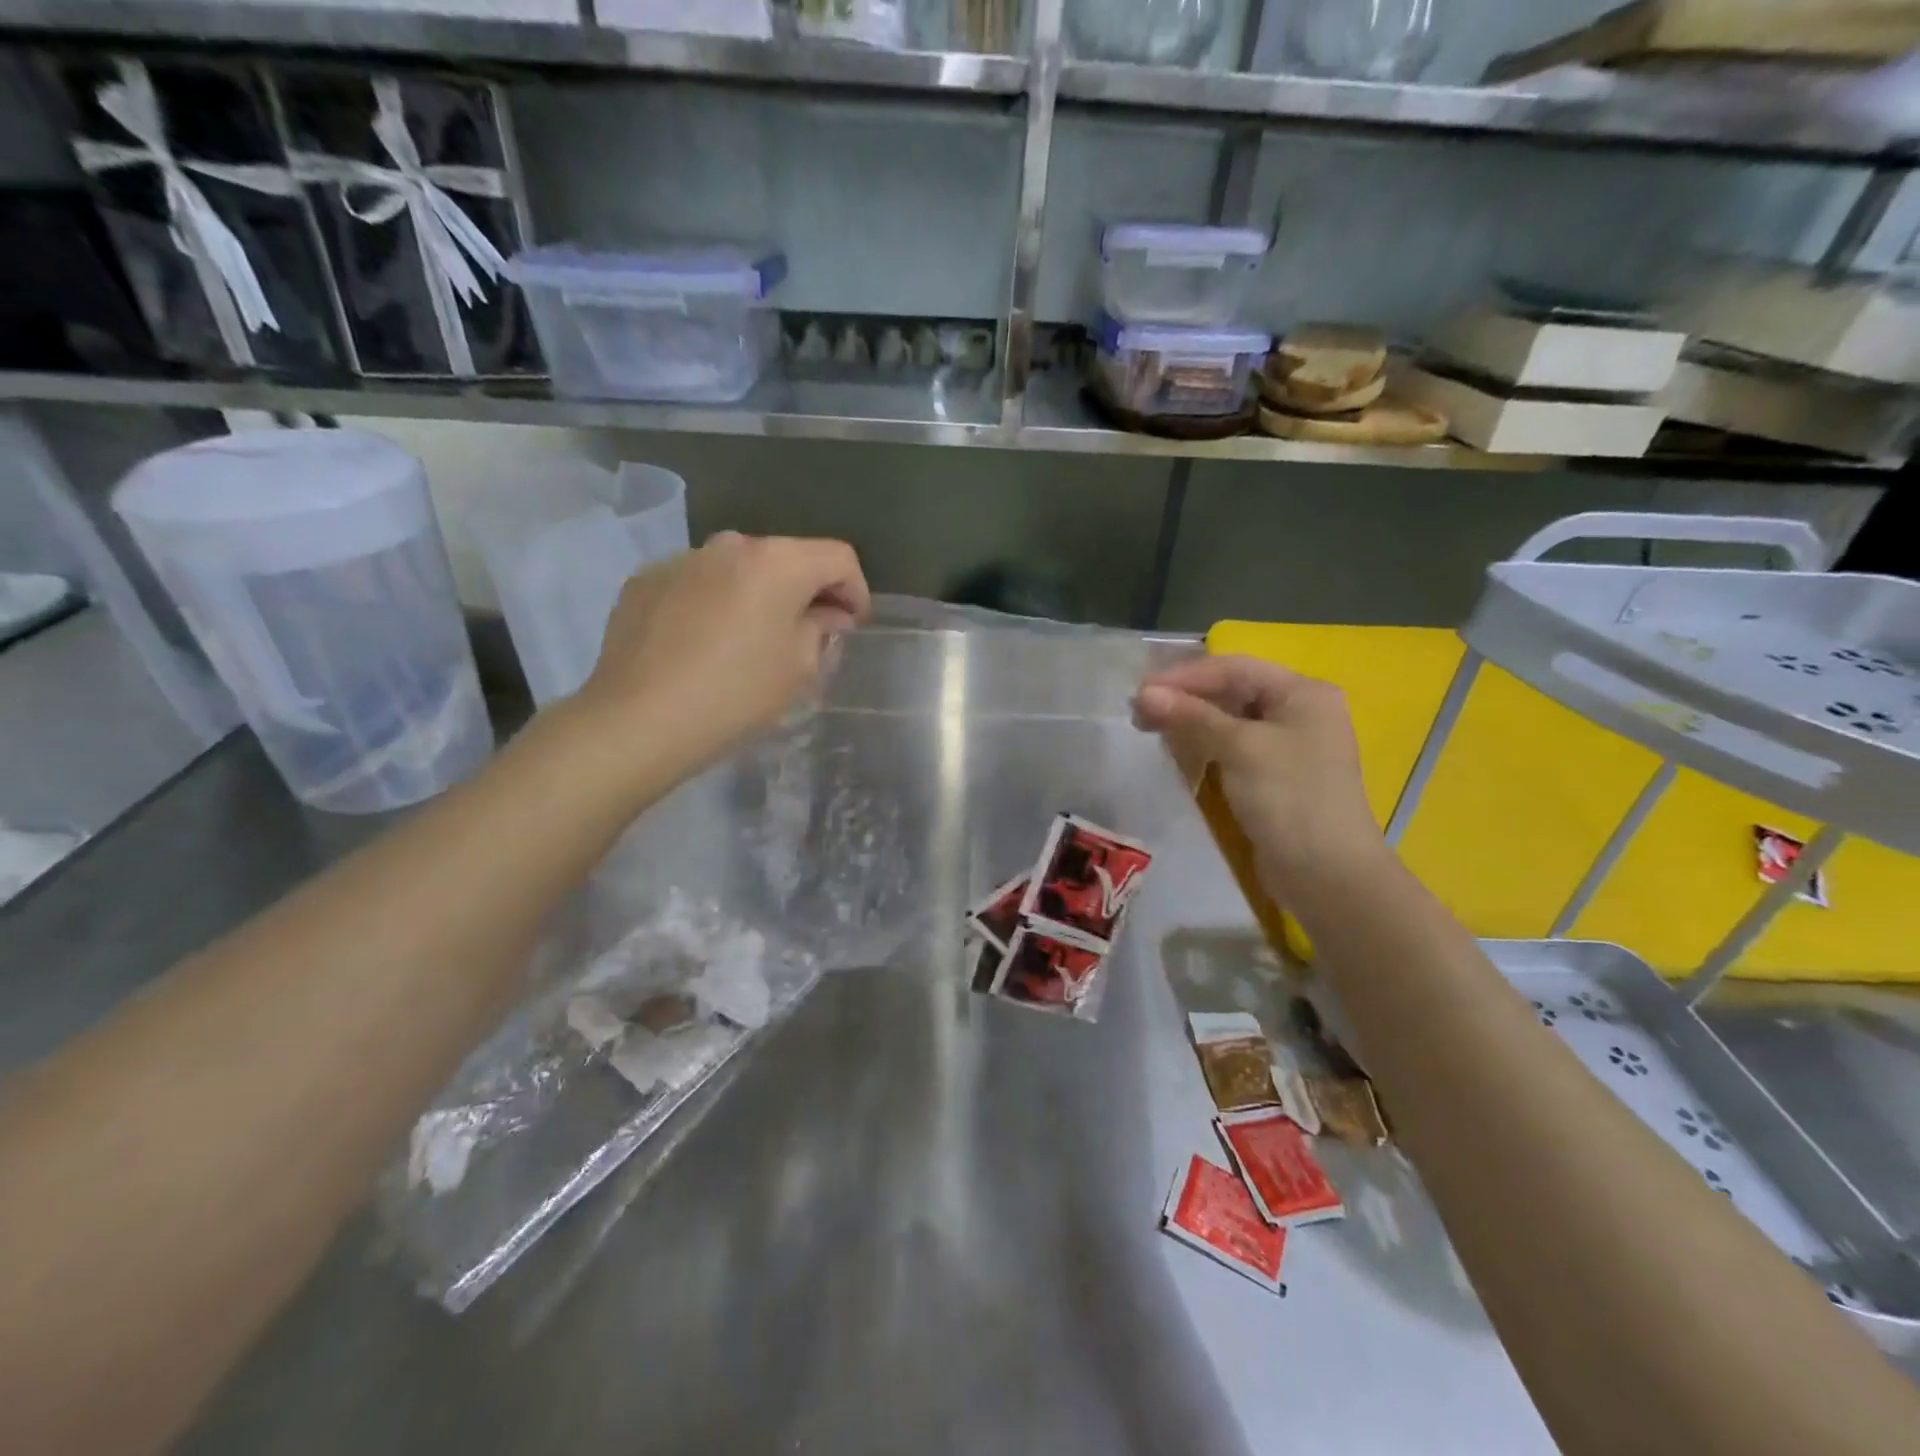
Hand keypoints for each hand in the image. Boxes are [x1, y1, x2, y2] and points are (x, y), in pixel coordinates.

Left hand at [576, 531, 869, 767]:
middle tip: (809, 634)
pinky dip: (714, 604)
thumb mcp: (798, 668)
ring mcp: (681, 560)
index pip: (837, 558)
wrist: (638, 719)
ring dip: (757, 596)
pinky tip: (705, 645)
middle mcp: (729, 546)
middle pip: (785, 559)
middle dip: (805, 592)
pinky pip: (697, 585)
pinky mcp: (645, 582)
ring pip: (738, 570)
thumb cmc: (735, 694)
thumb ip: (820, 630)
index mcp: (777, 562)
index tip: (854, 624)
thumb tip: (825, 616)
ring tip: (752, 640)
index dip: (856, 590)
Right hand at [1133, 656, 1383, 895]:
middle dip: (1184, 698)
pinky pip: (1233, 747)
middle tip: (1139, 712)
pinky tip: (1177, 750)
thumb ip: (1191, 716)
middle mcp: (1299, 711)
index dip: (1184, 676)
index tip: (1139, 692)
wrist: (1327, 874)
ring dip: (1190, 720)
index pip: (1233, 668)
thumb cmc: (1289, 798)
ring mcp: (1288, 745)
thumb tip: (1144, 694)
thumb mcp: (1240, 748)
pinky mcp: (1275, 776)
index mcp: (1302, 692)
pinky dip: (1204, 744)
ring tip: (1149, 728)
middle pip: (1232, 690)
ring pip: (1229, 719)